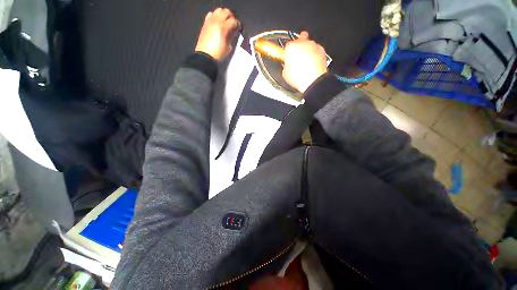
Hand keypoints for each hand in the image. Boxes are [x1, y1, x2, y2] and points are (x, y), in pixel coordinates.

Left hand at [195, 8, 239, 60]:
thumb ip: (232, 37)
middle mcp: (216, 21)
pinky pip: (211, 14)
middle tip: (233, 23)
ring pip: (219, 10)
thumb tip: (234, 32)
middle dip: (231, 17)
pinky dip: (215, 16)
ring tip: (226, 22)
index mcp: (223, 28)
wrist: (205, 56)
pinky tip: (217, 22)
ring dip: (224, 15)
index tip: (239, 28)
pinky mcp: (205, 23)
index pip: (233, 21)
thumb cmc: (218, 54)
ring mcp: (210, 21)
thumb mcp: (228, 47)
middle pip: (226, 12)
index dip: (238, 24)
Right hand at [282, 31, 327, 92]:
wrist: (313, 81)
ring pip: (308, 44)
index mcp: (291, 47)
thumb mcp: (285, 74)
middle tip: (297, 58)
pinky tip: (312, 65)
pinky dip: (315, 55)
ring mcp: (313, 45)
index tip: (287, 57)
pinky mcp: (321, 50)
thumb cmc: (299, 77)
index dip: (287, 52)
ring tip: (305, 64)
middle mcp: (302, 43)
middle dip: (298, 47)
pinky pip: (316, 50)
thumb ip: (285, 66)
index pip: (287, 46)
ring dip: (307, 51)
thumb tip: (287, 66)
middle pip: (299, 40)